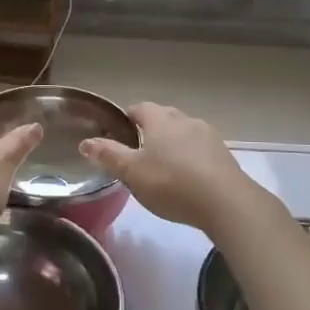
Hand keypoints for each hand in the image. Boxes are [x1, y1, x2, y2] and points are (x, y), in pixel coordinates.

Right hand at [78, 102, 258, 230]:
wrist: (224, 201)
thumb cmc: (171, 183)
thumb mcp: (132, 172)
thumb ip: (108, 155)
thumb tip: (85, 142)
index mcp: (159, 119)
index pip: (139, 108)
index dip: (127, 118)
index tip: (119, 133)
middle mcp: (184, 119)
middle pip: (163, 117)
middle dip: (150, 130)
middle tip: (139, 152)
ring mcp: (207, 134)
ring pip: (183, 132)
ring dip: (173, 143)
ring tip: (164, 166)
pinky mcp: (223, 153)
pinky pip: (200, 148)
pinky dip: (191, 156)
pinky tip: (188, 176)